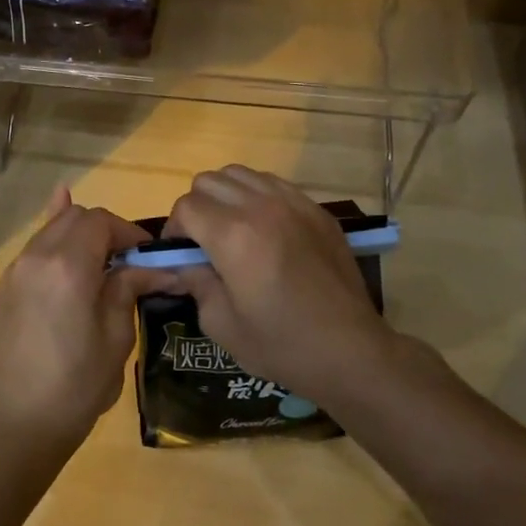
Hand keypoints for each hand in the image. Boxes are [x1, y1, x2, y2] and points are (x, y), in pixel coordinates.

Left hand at [0, 187, 161, 465]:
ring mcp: (15, 270)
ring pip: (52, 229)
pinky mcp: (4, 287)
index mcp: (68, 266)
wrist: (15, 424)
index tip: (148, 256)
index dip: (129, 232)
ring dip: (80, 236)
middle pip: (75, 217)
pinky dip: (55, 243)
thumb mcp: (115, 338)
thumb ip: (129, 289)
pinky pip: (34, 249)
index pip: (101, 222)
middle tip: (128, 262)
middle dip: (105, 230)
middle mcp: (36, 256)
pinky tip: (68, 250)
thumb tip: (157, 267)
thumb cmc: (75, 387)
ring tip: (102, 263)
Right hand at [160, 166, 400, 407]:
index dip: (175, 230)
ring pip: (241, 174)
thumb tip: (185, 263)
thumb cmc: (281, 344)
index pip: (186, 207)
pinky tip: (265, 228)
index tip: (181, 255)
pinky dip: (258, 196)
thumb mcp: (220, 324)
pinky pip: (274, 183)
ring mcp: (293, 203)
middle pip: (209, 181)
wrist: (351, 351)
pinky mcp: (316, 210)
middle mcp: (260, 207)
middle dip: (197, 208)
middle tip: (204, 242)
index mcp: (233, 236)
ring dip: (226, 196)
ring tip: (233, 229)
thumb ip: (195, 283)